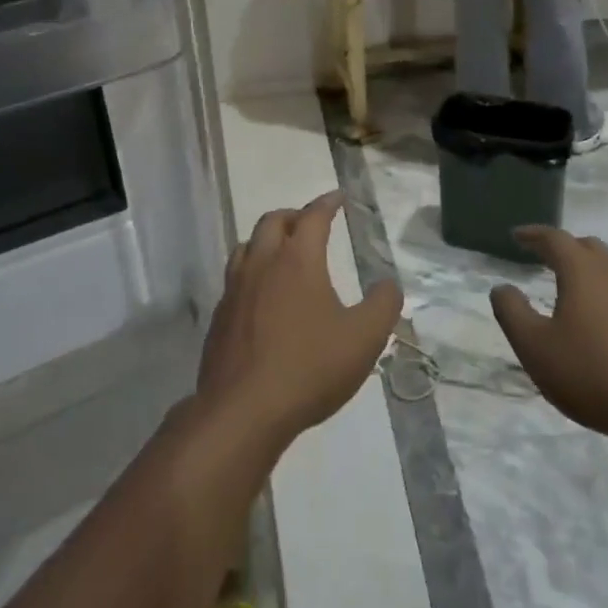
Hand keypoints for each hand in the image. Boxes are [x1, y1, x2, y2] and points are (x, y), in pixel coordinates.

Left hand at [196, 192, 403, 454]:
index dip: (327, 203)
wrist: (243, 410)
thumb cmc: (309, 368)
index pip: (313, 217)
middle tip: (310, 223)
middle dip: (293, 216)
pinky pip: (235, 278)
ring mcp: (235, 289)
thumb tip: (389, 284)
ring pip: (247, 246)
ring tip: (281, 252)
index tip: (337, 197)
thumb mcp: (363, 339)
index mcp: (297, 260)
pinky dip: (251, 271)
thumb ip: (383, 305)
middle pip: (273, 222)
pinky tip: (260, 295)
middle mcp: (262, 264)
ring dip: (266, 240)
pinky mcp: (219, 316)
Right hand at [490, 228, 607, 438]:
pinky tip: (604, 314)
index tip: (516, 236)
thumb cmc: (592, 373)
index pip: (554, 238)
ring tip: (571, 284)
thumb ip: (512, 311)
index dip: (532, 235)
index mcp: (583, 270)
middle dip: (562, 247)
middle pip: (586, 246)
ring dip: (588, 267)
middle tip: (541, 257)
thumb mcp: (534, 346)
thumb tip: (502, 287)